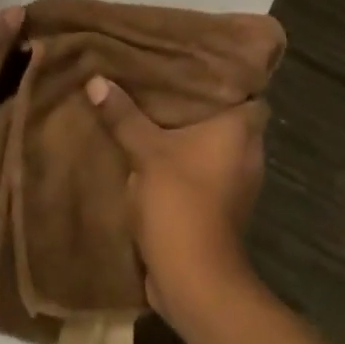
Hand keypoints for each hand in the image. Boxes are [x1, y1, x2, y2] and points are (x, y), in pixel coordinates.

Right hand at [86, 76, 265, 321]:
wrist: (195, 281)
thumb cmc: (181, 202)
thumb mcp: (147, 153)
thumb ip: (124, 116)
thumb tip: (96, 80)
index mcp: (242, 130)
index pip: (248, 90)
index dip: (228, 77)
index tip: (197, 63)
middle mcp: (248, 153)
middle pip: (228, 117)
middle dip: (199, 104)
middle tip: (166, 80)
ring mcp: (238, 184)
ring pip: (214, 146)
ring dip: (190, 135)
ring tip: (155, 110)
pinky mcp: (223, 209)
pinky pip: (205, 171)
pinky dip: (186, 162)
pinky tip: (155, 152)